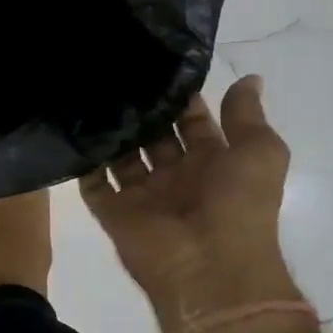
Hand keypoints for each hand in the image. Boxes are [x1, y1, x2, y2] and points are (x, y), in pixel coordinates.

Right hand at [80, 77, 298, 332]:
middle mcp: (176, 177)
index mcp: (213, 163)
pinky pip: (93, 183)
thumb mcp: (260, 151)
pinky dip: (83, 161)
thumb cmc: (240, 205)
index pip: (192, 122)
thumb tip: (250, 78)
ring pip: (122, 155)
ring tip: (92, 90)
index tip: (160, 64)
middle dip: (142, 109)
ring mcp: (144, 196)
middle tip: (118, 71)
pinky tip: (72, 127)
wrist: (211, 268)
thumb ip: (247, 115)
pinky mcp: (114, 212)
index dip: (181, 98)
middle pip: (155, 136)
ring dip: (111, 130)